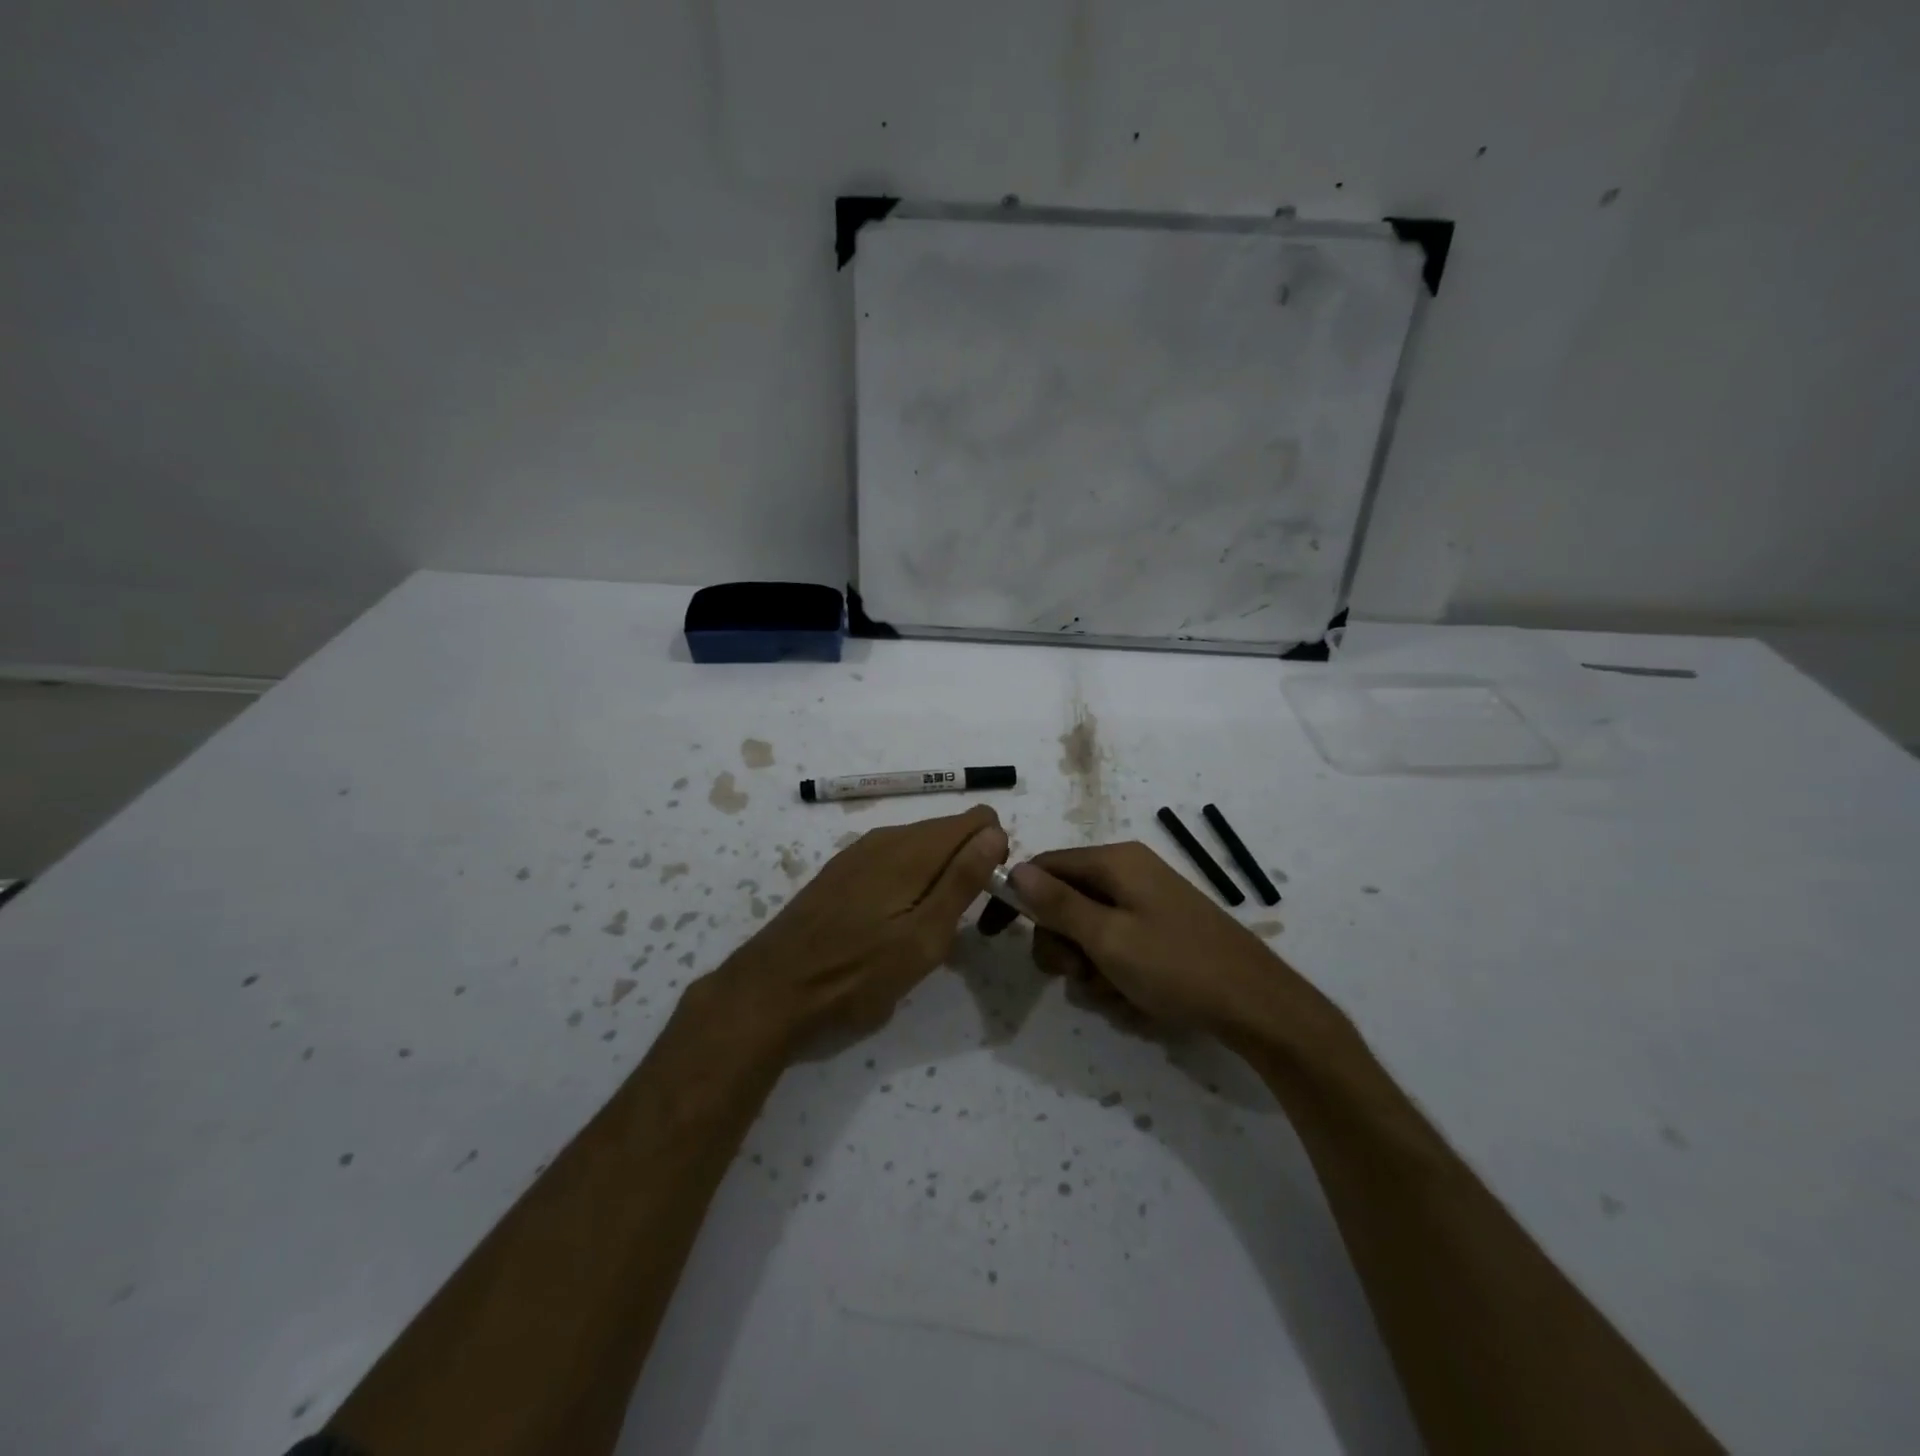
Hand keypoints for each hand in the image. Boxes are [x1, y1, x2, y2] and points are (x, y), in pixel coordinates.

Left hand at [699, 805, 1007, 1053]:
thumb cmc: (856, 974)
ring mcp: (860, 852)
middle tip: (955, 927)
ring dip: (938, 879)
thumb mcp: (923, 937)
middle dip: (968, 868)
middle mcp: (887, 837)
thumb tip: (995, 832)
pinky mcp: (842, 871)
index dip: (993, 855)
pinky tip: (891, 927)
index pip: (978, 820)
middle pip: (950, 833)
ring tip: (923, 933)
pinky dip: (909, 884)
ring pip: (921, 849)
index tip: (984, 900)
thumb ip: (962, 880)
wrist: (771, 992)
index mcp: (913, 848)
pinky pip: (894, 861)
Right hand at [1009, 841, 1321, 1040]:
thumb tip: (1014, 867)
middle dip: (1063, 944)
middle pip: (1064, 902)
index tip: (993, 935)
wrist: (1257, 1006)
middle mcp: (1128, 873)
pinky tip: (1137, 996)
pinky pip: (1116, 946)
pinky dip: (1115, 973)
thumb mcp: (1107, 937)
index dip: (1015, 898)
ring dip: (1090, 967)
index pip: (1044, 866)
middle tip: (1081, 974)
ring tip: (1117, 991)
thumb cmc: (1176, 966)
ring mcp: (1147, 903)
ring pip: (1088, 931)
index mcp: (1115, 861)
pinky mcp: (1160, 931)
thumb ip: (1058, 903)